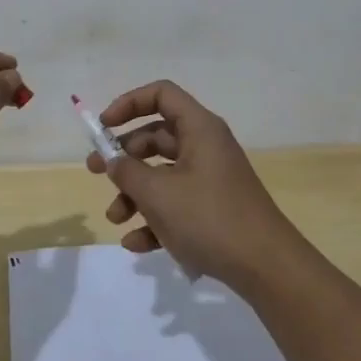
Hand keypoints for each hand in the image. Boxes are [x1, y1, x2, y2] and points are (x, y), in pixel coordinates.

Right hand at [87, 80, 301, 287]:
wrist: (266, 267)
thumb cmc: (210, 218)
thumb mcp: (158, 194)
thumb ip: (128, 172)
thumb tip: (113, 161)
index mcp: (199, 128)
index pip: (161, 94)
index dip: (129, 103)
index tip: (103, 127)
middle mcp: (206, 146)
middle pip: (156, 137)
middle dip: (124, 156)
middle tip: (94, 172)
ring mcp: (211, 179)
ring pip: (163, 174)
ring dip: (135, 193)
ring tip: (116, 218)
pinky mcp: (214, 209)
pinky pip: (176, 204)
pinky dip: (154, 219)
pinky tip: (136, 245)